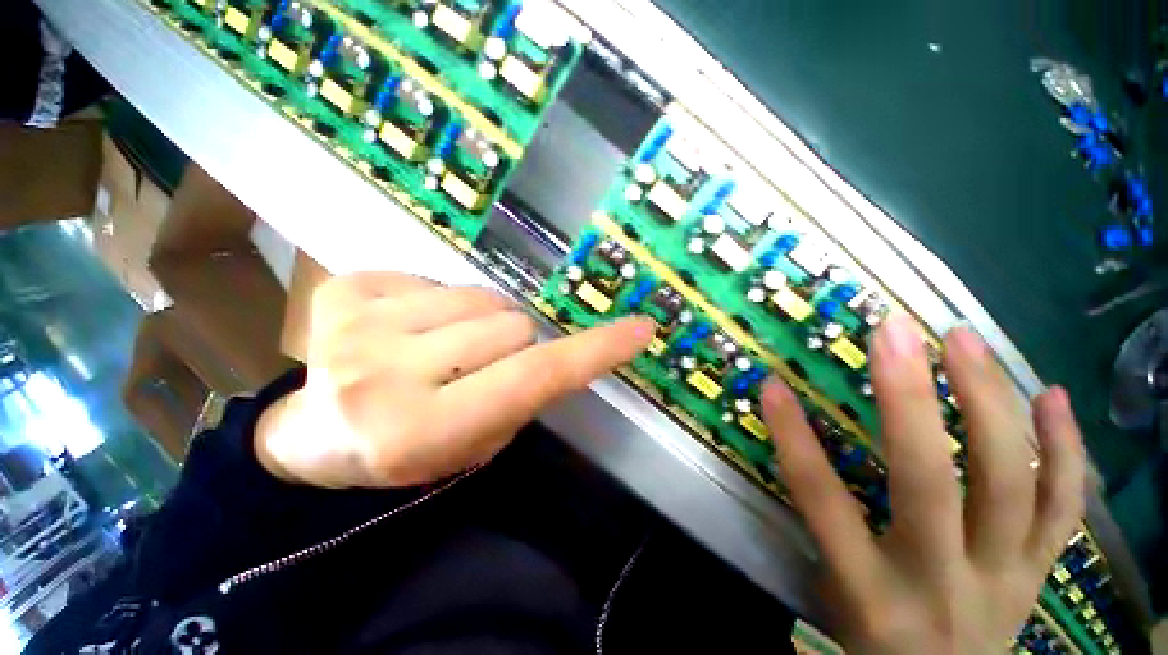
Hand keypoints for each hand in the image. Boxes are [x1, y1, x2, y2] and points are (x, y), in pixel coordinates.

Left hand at [256, 272, 653, 488]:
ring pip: (481, 298)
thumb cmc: (408, 451)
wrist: (316, 435)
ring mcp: (358, 326)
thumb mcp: (480, 442)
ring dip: (482, 322)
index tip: (638, 329)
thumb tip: (561, 348)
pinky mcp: (344, 290)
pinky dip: (443, 304)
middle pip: (511, 325)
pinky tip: (411, 329)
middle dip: (516, 343)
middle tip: (485, 366)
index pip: (534, 377)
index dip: (593, 352)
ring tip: (447, 348)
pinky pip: (437, 280)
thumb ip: (525, 394)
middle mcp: (387, 374)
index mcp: (425, 429)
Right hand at [762, 314, 1085, 653]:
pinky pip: (1064, 505)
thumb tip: (797, 447)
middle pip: (927, 482)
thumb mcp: (833, 592)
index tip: (774, 384)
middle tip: (894, 333)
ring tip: (962, 339)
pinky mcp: (1041, 570)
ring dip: (989, 401)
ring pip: (1009, 481)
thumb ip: (821, 525)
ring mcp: (1004, 574)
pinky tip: (1054, 394)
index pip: (823, 502)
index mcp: (871, 591)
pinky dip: (1067, 448)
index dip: (794, 438)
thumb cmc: (873, 638)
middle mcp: (941, 581)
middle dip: (907, 399)